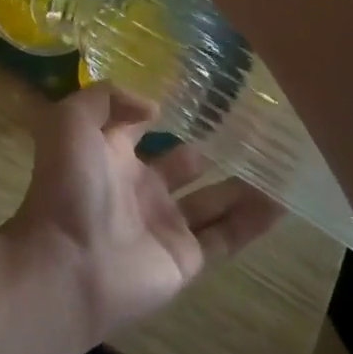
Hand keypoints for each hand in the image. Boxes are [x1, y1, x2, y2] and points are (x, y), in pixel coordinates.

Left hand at [4, 83, 281, 345]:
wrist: (68, 264)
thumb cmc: (68, 186)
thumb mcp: (71, 121)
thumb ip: (108, 98)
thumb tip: (154, 107)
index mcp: (111, 153)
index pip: (140, 125)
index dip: (164, 107)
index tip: (202, 90)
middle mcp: (140, 186)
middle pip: (184, 163)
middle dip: (213, 146)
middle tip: (254, 126)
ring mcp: (165, 223)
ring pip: (213, 199)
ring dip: (243, 182)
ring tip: (280, 159)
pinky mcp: (186, 257)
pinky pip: (227, 236)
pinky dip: (254, 220)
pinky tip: (284, 201)